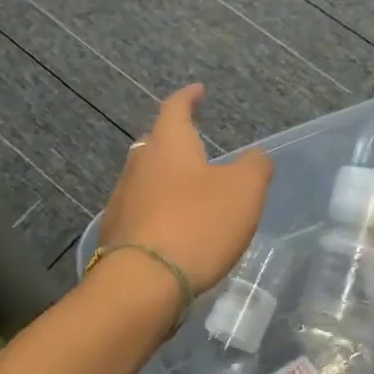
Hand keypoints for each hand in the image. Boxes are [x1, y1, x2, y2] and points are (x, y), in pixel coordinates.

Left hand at [100, 84, 272, 304]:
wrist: (142, 284)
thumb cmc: (197, 224)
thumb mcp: (244, 190)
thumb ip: (255, 166)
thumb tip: (256, 156)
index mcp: (168, 144)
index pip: (175, 108)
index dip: (188, 97)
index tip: (197, 90)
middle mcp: (139, 165)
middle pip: (156, 143)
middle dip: (175, 140)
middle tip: (195, 143)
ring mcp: (123, 200)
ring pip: (147, 178)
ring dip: (167, 179)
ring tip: (190, 189)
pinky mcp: (117, 234)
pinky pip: (142, 210)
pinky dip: (160, 211)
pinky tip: (174, 228)